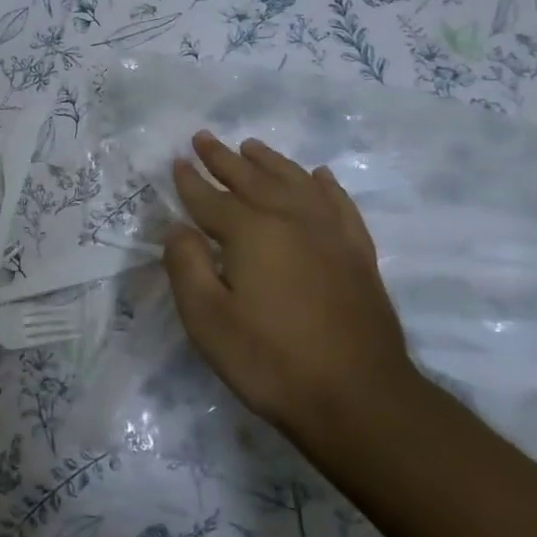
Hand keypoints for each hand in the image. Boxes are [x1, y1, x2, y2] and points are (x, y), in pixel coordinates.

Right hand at [161, 132, 415, 432]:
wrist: (359, 398)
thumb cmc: (269, 359)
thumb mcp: (206, 318)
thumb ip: (186, 265)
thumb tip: (177, 228)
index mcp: (251, 233)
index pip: (211, 199)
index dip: (190, 181)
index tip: (177, 161)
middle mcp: (292, 221)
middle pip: (252, 180)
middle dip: (224, 159)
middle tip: (205, 138)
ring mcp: (331, 236)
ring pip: (296, 183)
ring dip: (271, 162)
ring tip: (252, 146)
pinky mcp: (359, 256)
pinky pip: (339, 206)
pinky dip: (325, 186)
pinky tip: (319, 176)